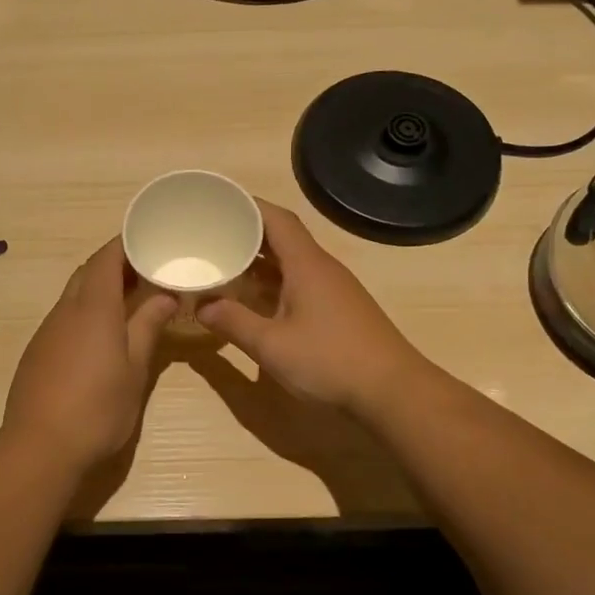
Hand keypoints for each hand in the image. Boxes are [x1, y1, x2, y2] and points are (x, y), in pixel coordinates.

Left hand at [1, 239, 177, 472]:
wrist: (40, 448)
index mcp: (93, 308)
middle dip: (116, 264)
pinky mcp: (37, 352)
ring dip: (100, 288)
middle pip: (88, 272)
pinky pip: (64, 317)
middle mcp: (65, 311)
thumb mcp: (135, 369)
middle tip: (147, 270)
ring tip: (131, 299)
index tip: (150, 239)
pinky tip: (102, 334)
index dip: (126, 243)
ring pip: (74, 294)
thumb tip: (165, 295)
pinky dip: (86, 311)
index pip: (107, 258)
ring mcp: (47, 331)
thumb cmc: (97, 409)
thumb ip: (148, 326)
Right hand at [199, 200, 426, 416]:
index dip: (247, 206)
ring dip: (259, 261)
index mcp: (306, 265)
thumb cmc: (330, 361)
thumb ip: (233, 322)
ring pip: (291, 262)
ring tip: (224, 264)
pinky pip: (300, 283)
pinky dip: (274, 283)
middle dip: (247, 233)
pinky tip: (255, 300)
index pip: (276, 219)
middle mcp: (322, 268)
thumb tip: (201, 306)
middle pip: (282, 237)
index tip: (217, 203)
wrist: (393, 391)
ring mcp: (333, 289)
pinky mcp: (338, 310)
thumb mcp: (272, 345)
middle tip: (211, 236)